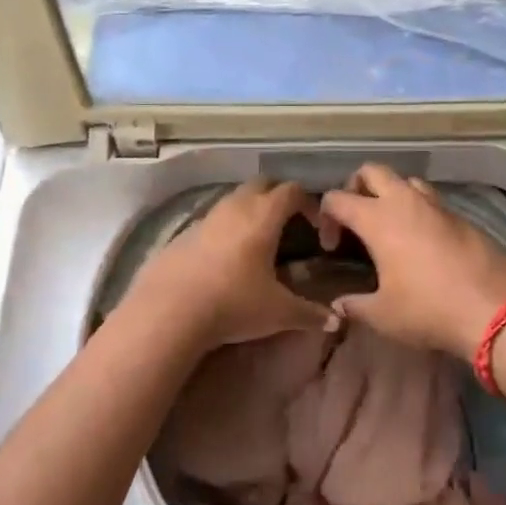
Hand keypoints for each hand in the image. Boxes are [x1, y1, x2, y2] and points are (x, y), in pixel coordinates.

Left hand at [126, 179, 339, 351]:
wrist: (170, 310)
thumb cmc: (234, 303)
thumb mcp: (279, 312)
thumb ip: (309, 313)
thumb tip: (335, 320)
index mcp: (264, 216)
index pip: (292, 191)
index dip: (308, 203)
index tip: (315, 228)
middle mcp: (236, 206)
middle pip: (262, 184)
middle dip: (278, 196)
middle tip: (288, 224)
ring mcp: (207, 216)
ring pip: (235, 198)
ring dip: (250, 210)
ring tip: (257, 240)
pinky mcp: (184, 232)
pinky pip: (213, 219)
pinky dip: (226, 228)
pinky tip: (225, 258)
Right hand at [319, 165, 505, 356]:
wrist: (495, 309)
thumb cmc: (429, 309)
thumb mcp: (383, 315)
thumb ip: (354, 306)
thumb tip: (338, 306)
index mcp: (377, 219)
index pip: (337, 198)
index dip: (326, 217)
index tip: (332, 246)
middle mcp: (404, 201)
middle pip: (371, 171)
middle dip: (356, 187)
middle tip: (356, 219)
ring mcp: (436, 205)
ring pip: (405, 180)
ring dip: (391, 194)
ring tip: (391, 226)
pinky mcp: (461, 216)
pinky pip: (431, 200)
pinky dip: (419, 210)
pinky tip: (422, 242)